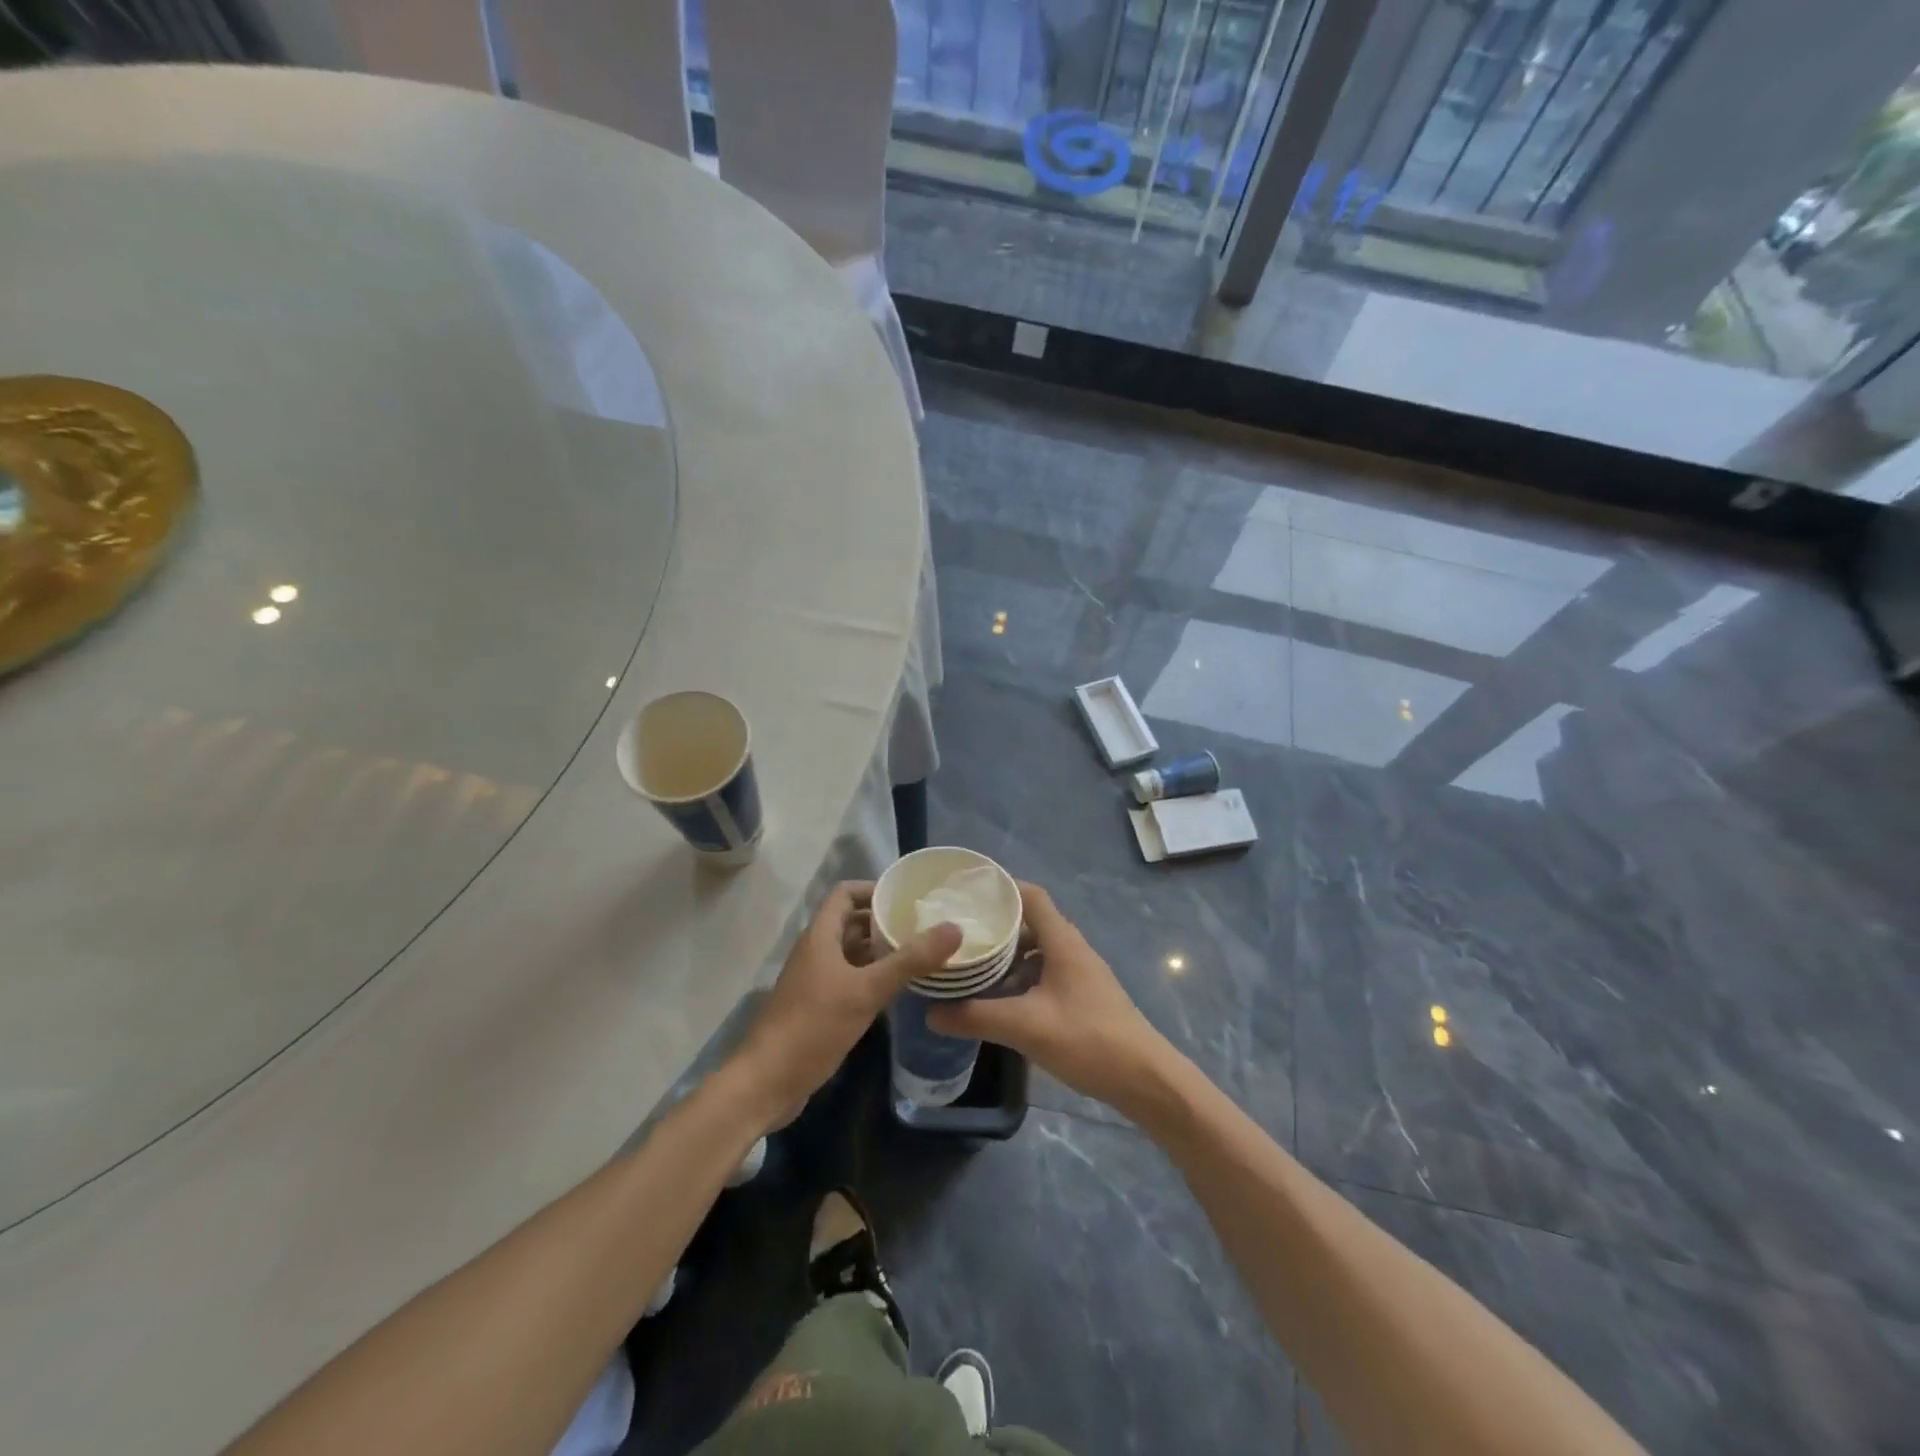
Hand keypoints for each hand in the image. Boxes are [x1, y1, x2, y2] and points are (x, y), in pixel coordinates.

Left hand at [735, 881, 961, 1127]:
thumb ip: (910, 960)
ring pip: (852, 953)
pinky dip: (874, 977)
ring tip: (922, 954)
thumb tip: (954, 928)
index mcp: (820, 937)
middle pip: (851, 923)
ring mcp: (816, 981)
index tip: (908, 897)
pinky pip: (851, 979)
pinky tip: (901, 989)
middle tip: (925, 926)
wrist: (767, 1082)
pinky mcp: (819, 1007)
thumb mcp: (866, 990)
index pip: (845, 894)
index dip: (874, 889)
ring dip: (881, 951)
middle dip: (885, 921)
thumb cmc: (814, 1026)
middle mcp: (816, 952)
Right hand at [927, 882, 1175, 1115]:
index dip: (1001, 888)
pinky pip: (1044, 974)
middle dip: (995, 926)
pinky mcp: (1082, 997)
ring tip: (971, 966)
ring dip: (1006, 956)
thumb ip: (976, 1017)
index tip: (966, 892)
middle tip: (958, 933)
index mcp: (1062, 942)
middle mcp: (1072, 950)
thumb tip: (930, 1012)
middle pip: (1030, 923)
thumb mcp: (1025, 1027)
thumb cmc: (1088, 1040)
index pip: (1031, 896)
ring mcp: (1079, 974)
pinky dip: (1020, 979)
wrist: (1144, 1079)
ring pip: (1036, 952)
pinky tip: (999, 1000)